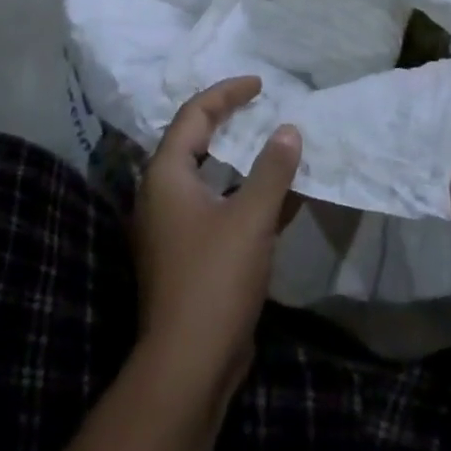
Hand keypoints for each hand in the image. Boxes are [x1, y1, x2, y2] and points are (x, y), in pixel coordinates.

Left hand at [132, 77, 301, 400]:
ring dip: (242, 160)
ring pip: (209, 177)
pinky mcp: (188, 255)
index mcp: (166, 175)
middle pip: (195, 141)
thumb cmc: (215, 279)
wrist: (188, 366)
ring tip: (275, 144)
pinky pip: (219, 208)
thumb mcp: (251, 217)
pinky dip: (246, 196)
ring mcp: (173, 228)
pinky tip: (282, 198)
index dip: (227, 93)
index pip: (194, 114)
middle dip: (229, 121)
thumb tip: (289, 129)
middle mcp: (161, 195)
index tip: (260, 84)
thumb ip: (272, 169)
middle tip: (263, 107)